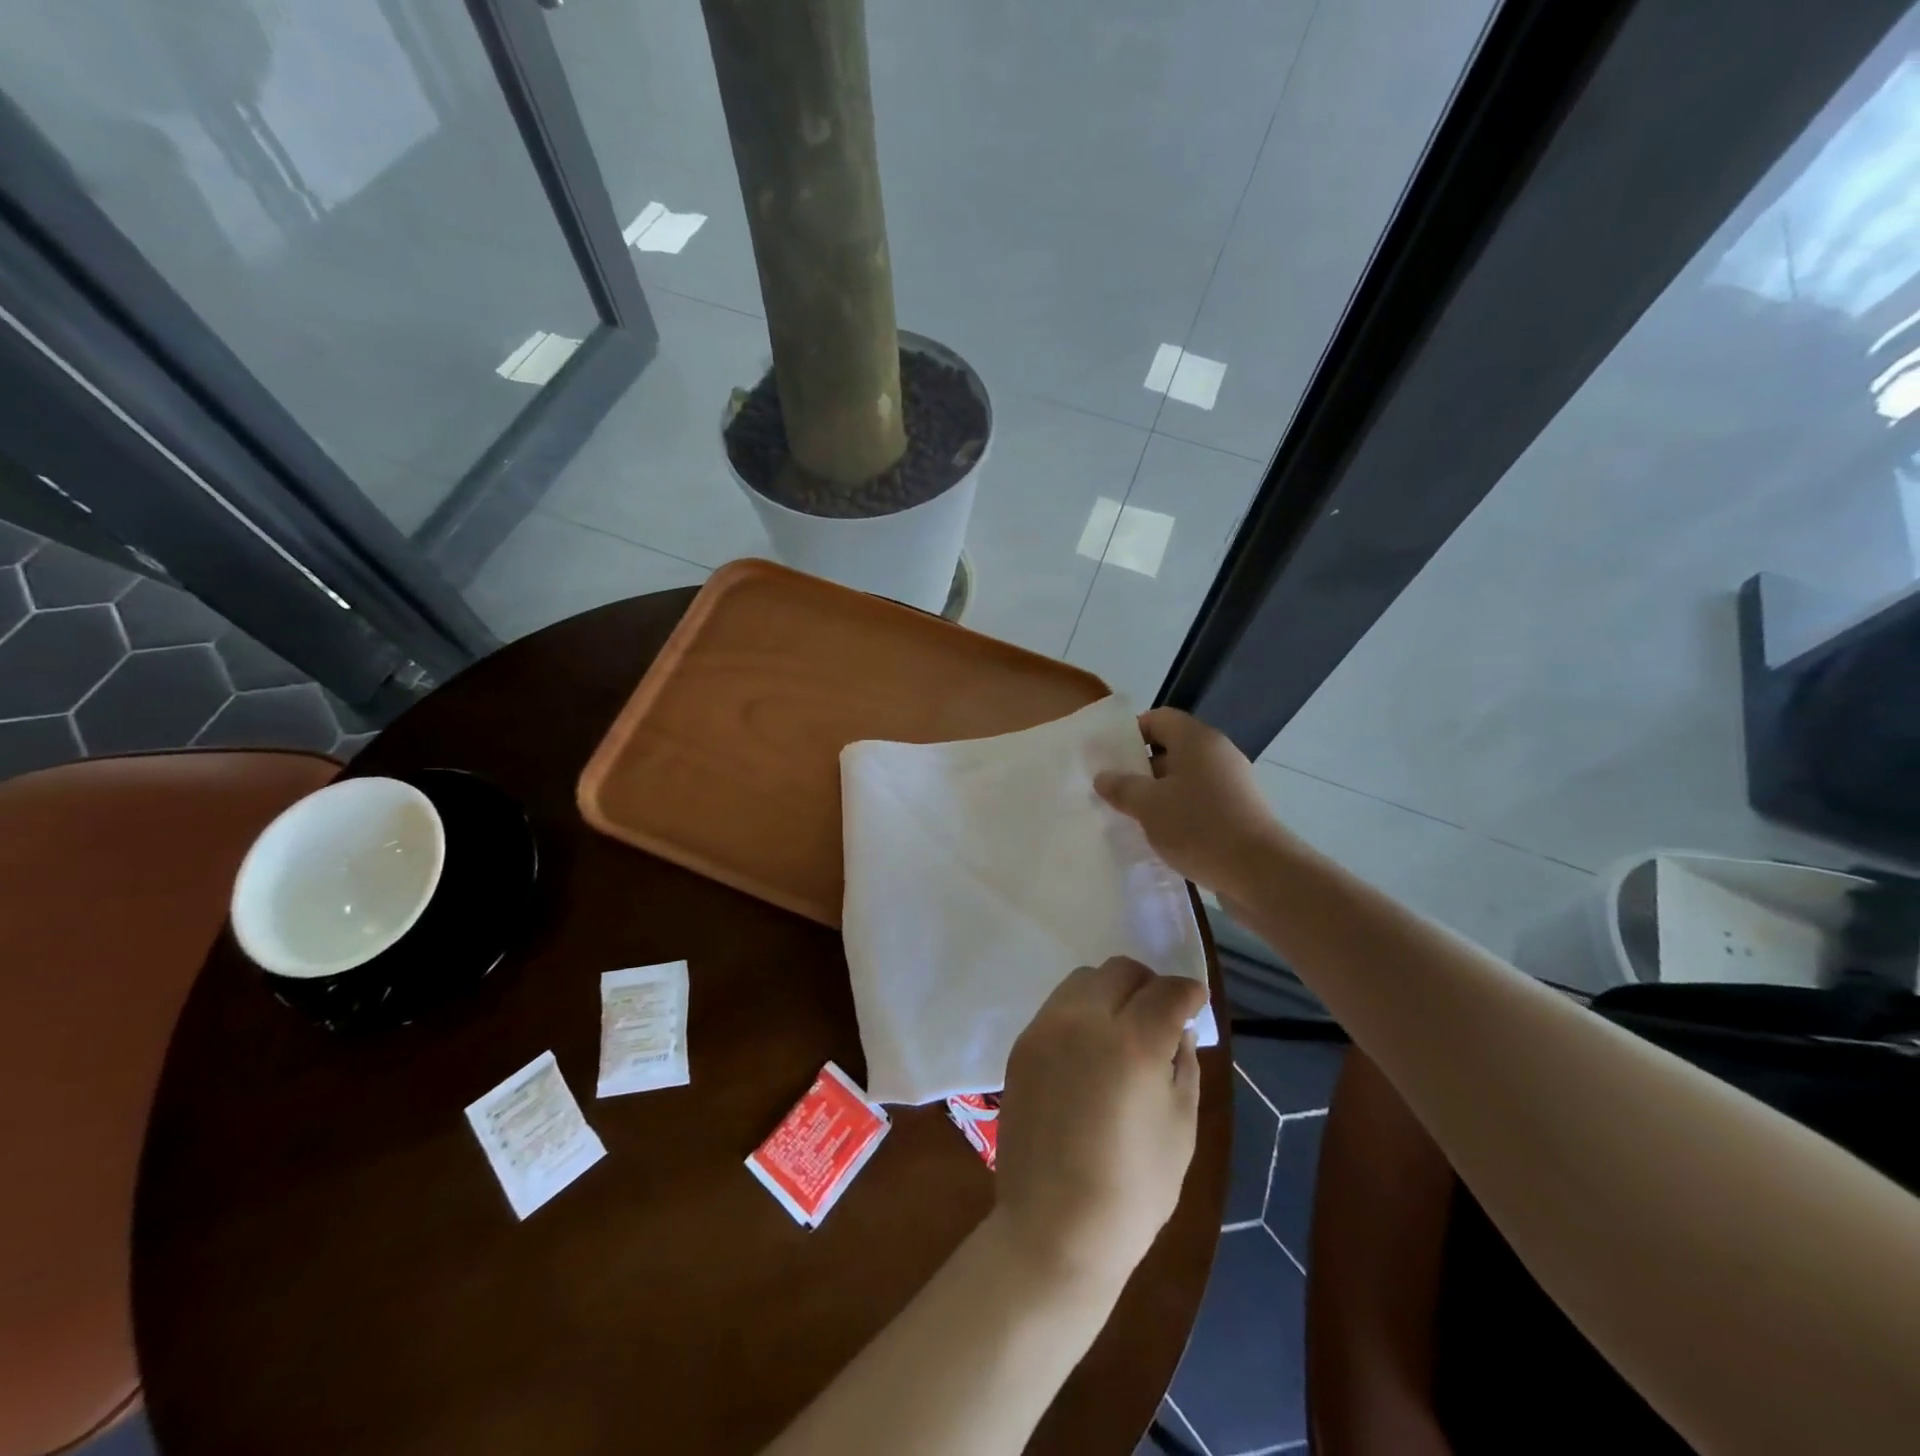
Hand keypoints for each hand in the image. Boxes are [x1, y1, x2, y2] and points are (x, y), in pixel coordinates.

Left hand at [992, 956, 1206, 1293]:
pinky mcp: (1022, 1044)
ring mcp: (1046, 1029)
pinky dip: (1081, 1012)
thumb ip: (1183, 1064)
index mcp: (1132, 1043)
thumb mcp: (1180, 1128)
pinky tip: (1090, 1048)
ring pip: (1083, 980)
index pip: (1166, 990)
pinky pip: (1057, 1006)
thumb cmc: (1132, 1190)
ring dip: (1110, 992)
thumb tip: (1178, 1028)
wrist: (1053, 1228)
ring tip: (1122, 1027)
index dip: (1188, 992)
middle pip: (1120, 970)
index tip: (1194, 1002)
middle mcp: (1084, 1021)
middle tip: (1159, 1013)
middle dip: (1147, 984)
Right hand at [1094, 707, 1288, 901]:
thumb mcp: (1148, 806)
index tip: (1109, 759)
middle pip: (1171, 748)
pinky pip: (1201, 800)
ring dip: (1159, 793)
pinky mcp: (1240, 810)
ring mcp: (1233, 782)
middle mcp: (1217, 753)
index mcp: (1196, 739)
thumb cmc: (1198, 827)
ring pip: (1185, 777)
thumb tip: (1103, 777)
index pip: (1158, 718)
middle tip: (1115, 791)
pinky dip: (1180, 811)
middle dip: (1141, 768)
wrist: (1260, 872)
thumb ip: (1121, 787)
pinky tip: (1163, 835)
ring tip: (1133, 817)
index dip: (1130, 734)